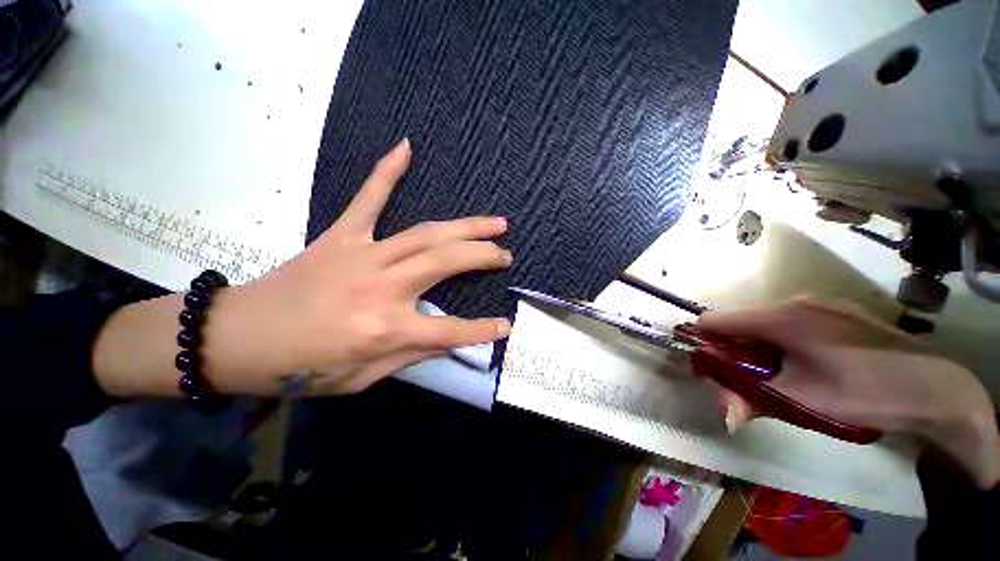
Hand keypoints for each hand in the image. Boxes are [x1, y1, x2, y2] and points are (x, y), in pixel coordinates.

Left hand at [94, 139, 511, 396]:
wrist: (236, 338)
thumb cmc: (300, 368)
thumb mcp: (362, 379)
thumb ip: (410, 356)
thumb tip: (448, 341)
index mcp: (385, 329)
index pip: (450, 331)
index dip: (483, 331)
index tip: (506, 326)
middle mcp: (382, 287)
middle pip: (447, 262)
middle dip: (485, 256)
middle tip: (506, 254)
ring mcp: (363, 255)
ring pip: (427, 233)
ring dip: (466, 226)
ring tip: (495, 223)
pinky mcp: (341, 236)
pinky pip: (368, 198)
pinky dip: (387, 171)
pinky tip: (405, 147)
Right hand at [699, 296, 999, 488]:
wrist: (935, 387)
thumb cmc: (863, 392)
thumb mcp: (803, 403)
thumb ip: (753, 402)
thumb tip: (722, 415)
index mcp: (780, 317)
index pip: (715, 321)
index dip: (702, 343)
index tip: (705, 369)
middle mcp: (793, 301)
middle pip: (739, 322)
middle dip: (731, 350)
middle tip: (742, 382)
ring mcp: (816, 303)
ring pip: (763, 323)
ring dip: (756, 348)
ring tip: (774, 377)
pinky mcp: (834, 311)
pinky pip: (787, 322)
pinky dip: (778, 342)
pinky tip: (803, 365)